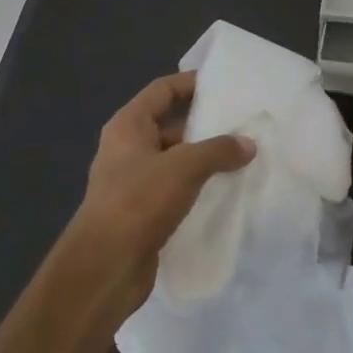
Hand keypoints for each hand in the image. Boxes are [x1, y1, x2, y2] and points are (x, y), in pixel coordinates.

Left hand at [70, 70, 254, 309]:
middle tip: (242, 125)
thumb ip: (218, 150)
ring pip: (174, 161)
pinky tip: (225, 193)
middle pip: (170, 125)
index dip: (190, 83)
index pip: (162, 90)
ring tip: (242, 158)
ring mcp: (132, 182)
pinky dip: (197, 188)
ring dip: (203, 160)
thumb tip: (248, 144)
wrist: (105, 268)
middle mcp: (127, 149)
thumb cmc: (138, 201)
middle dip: (204, 126)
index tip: (223, 84)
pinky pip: (174, 190)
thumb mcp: (184, 167)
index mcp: (128, 126)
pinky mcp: (141, 213)